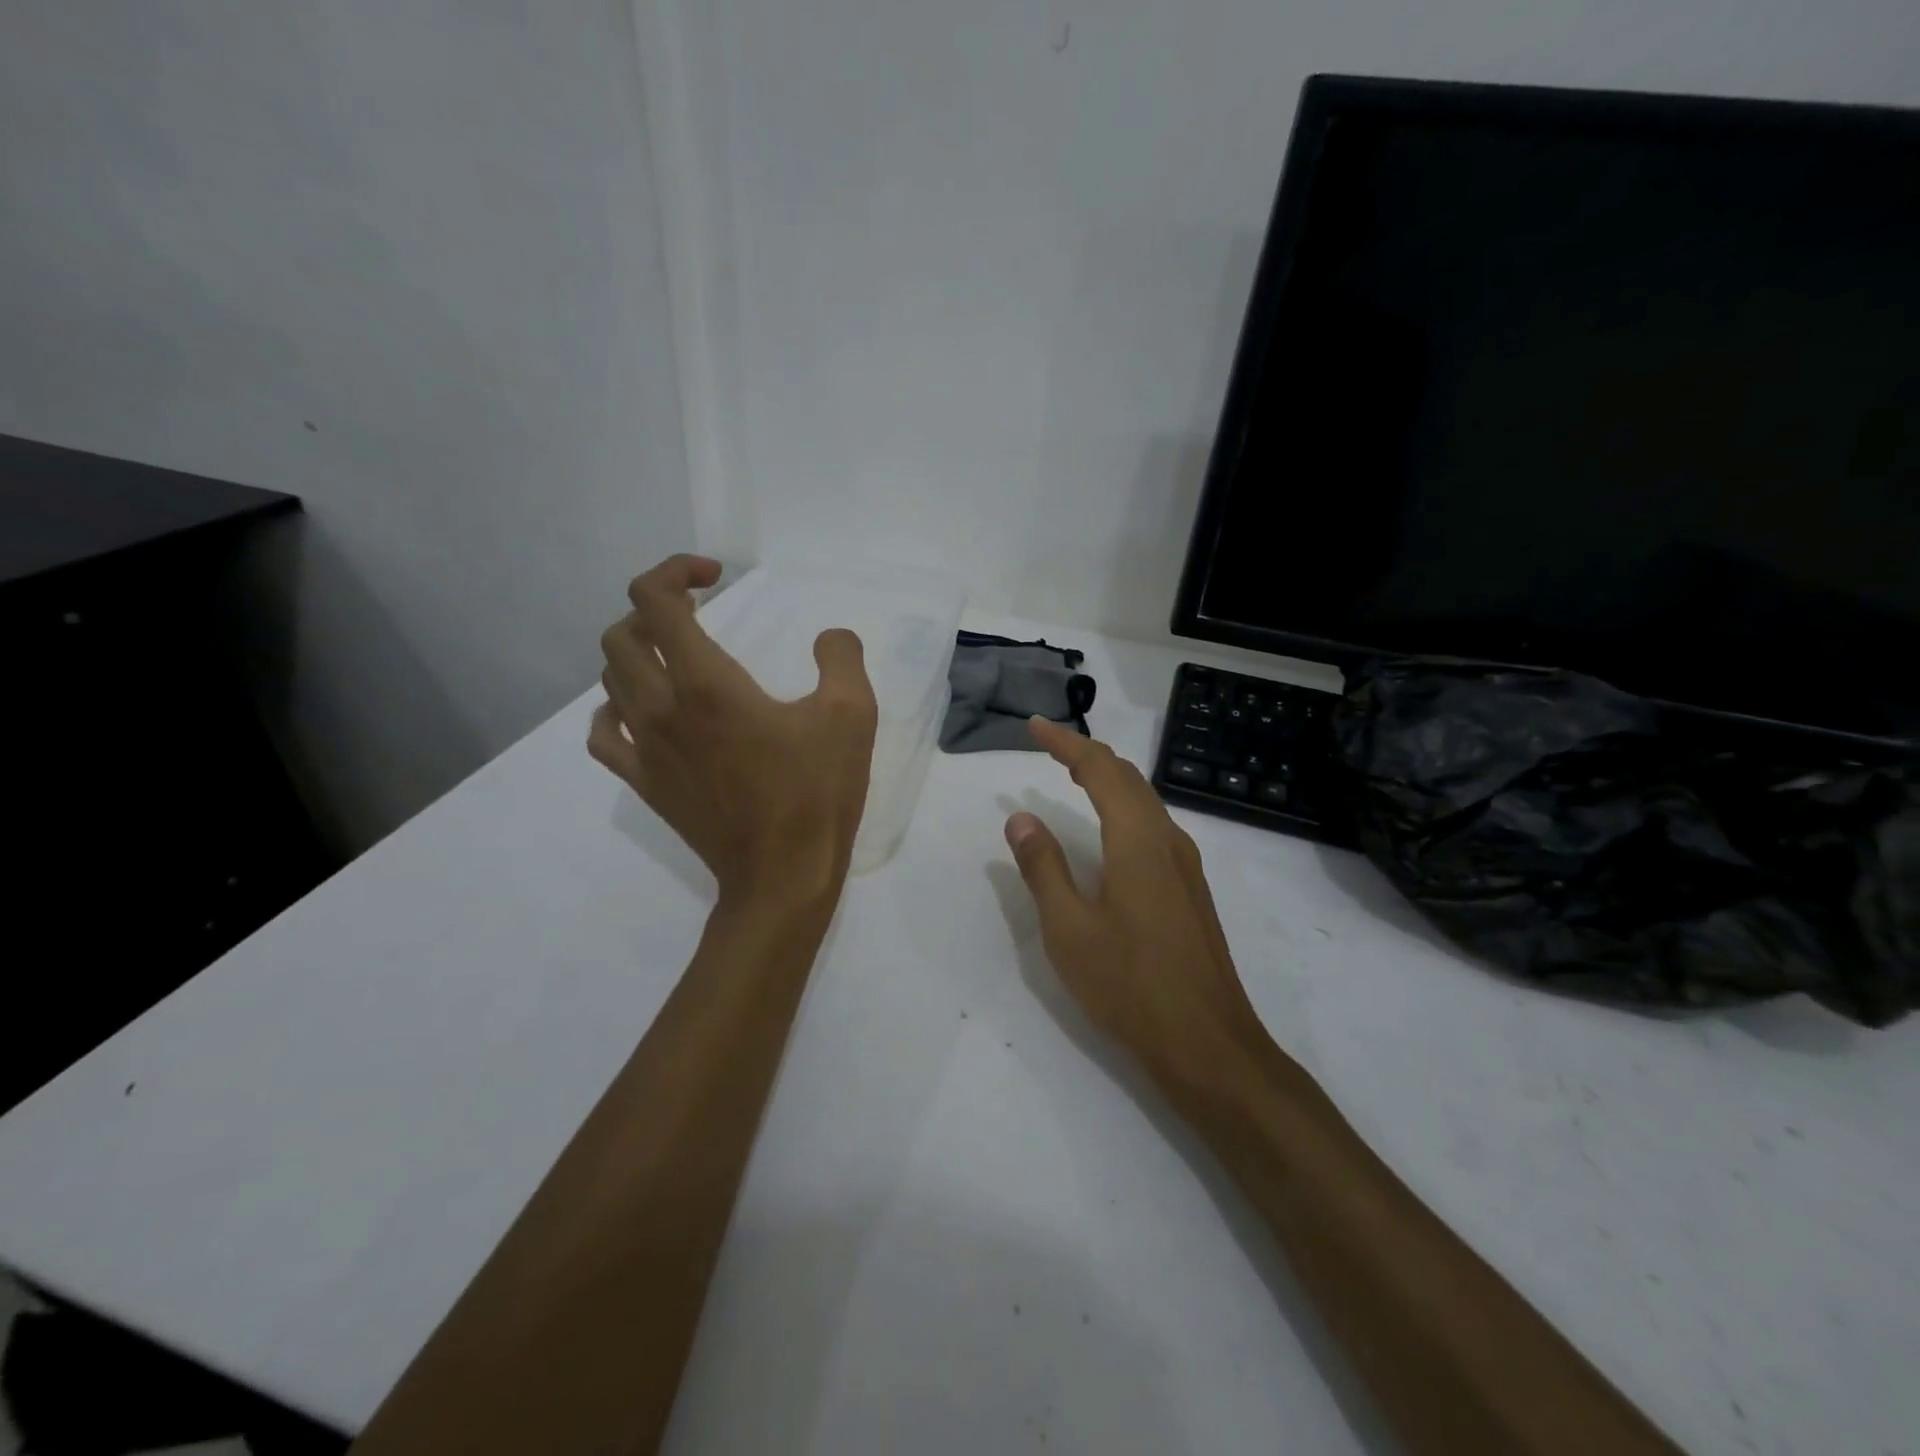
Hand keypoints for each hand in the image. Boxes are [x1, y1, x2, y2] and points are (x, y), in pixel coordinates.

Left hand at [590, 555, 878, 910]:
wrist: (781, 876)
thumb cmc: (816, 793)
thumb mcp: (851, 716)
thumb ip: (841, 658)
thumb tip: (830, 637)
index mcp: (706, 683)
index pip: (654, 601)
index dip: (675, 571)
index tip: (714, 577)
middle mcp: (661, 707)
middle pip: (620, 633)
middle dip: (655, 609)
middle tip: (700, 616)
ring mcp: (644, 748)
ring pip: (610, 677)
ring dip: (638, 652)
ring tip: (679, 658)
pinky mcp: (643, 782)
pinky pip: (603, 731)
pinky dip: (616, 707)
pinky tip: (644, 711)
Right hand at [1005, 718, 1265, 1086]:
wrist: (1209, 1044)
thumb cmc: (1130, 985)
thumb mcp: (1068, 929)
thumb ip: (1043, 868)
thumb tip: (1020, 818)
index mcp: (1137, 840)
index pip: (1099, 770)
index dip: (1066, 742)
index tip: (1034, 727)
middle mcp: (1168, 841)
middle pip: (1128, 778)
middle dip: (1087, 754)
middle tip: (1049, 745)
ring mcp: (1186, 866)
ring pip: (1145, 802)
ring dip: (1108, 779)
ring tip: (1073, 775)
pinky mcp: (1190, 890)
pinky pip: (1154, 827)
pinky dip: (1123, 808)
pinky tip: (1109, 830)